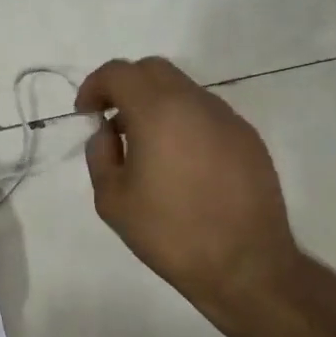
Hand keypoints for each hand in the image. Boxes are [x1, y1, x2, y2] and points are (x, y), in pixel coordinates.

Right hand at [76, 57, 300, 323]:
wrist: (246, 266)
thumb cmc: (170, 232)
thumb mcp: (112, 199)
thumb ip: (100, 154)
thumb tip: (108, 133)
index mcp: (158, 112)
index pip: (118, 72)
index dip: (94, 86)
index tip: (86, 114)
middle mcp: (195, 103)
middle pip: (153, 70)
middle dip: (125, 86)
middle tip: (112, 121)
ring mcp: (227, 119)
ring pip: (182, 89)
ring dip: (156, 104)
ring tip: (146, 147)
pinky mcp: (248, 139)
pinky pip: (206, 114)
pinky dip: (184, 122)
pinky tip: (181, 163)